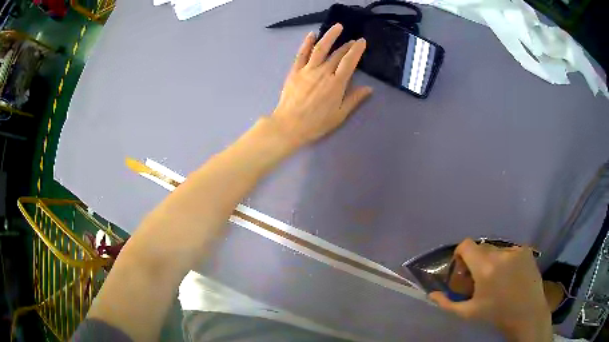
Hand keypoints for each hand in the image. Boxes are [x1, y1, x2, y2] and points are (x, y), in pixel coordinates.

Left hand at [268, 24, 372, 149]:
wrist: (289, 125)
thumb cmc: (316, 123)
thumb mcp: (340, 115)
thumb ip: (354, 99)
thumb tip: (369, 88)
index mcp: (336, 83)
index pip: (349, 62)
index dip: (356, 50)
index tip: (361, 41)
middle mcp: (323, 72)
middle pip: (337, 54)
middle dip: (346, 45)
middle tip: (352, 40)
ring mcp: (308, 70)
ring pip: (320, 48)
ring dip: (330, 36)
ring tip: (337, 27)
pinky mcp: (295, 71)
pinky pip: (302, 54)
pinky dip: (307, 43)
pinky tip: (312, 35)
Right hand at [429, 239, 552, 341]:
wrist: (527, 313)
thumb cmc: (496, 314)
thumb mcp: (469, 312)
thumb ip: (447, 303)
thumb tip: (432, 294)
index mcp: (485, 267)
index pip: (467, 245)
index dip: (461, 254)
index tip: (462, 269)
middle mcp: (501, 253)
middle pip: (481, 247)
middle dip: (476, 260)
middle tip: (479, 278)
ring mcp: (515, 250)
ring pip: (496, 249)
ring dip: (492, 260)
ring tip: (497, 278)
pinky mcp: (526, 250)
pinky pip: (510, 250)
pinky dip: (506, 260)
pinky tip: (510, 275)